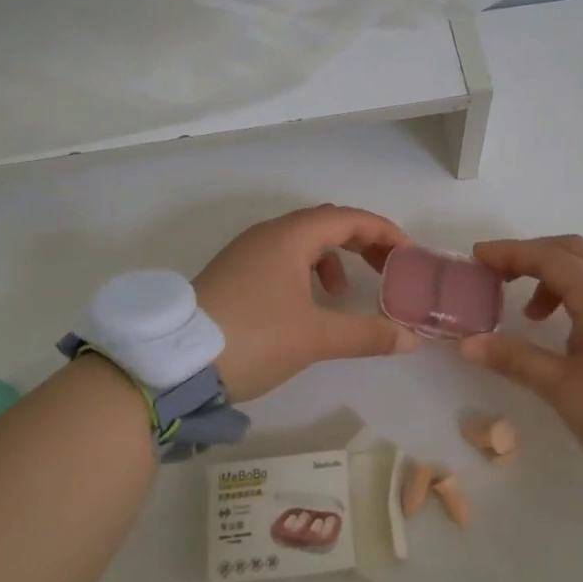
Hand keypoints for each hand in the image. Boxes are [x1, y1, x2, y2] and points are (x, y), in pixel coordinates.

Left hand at [194, 205, 419, 400]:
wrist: (173, 363)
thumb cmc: (252, 337)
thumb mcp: (314, 338)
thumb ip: (366, 334)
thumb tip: (409, 338)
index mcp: (290, 236)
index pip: (349, 218)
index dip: (383, 231)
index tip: (408, 254)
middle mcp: (268, 235)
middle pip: (326, 224)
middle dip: (361, 242)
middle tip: (388, 268)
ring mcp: (246, 253)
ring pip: (302, 241)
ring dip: (332, 259)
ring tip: (343, 293)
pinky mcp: (233, 274)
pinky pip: (282, 258)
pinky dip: (306, 272)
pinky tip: (306, 305)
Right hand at [459, 235, 582, 482]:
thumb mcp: (561, 388)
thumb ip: (514, 359)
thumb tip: (467, 343)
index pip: (549, 257)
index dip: (510, 253)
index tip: (477, 257)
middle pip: (571, 251)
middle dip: (531, 255)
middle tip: (497, 274)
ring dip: (552, 277)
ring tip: (528, 314)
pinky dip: (571, 294)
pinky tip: (560, 331)